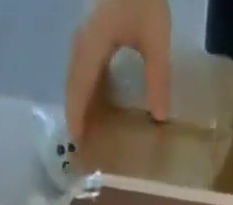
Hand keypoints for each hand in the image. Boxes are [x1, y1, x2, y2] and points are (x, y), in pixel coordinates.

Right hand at [65, 0, 172, 141]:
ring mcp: (85, 35)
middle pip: (73, 83)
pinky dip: (85, 88)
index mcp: (94, 43)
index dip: (77, 114)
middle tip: (80, 143)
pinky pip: (83, 67)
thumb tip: (159, 117)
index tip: (77, 140)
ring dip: (78, 101)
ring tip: (85, 127)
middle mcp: (83, 41)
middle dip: (75, 112)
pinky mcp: (92, 33)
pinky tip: (95, 103)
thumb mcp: (156, 37)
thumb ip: (158, 77)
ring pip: (76, 75)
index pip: (81, 86)